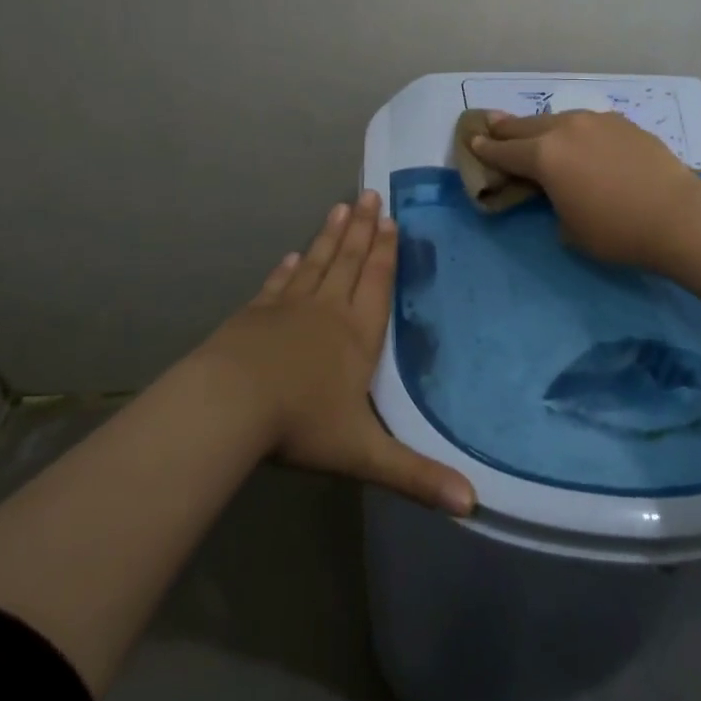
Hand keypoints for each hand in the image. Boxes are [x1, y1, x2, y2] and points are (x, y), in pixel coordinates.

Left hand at [196, 191, 475, 515]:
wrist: (228, 406)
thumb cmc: (300, 424)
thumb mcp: (364, 455)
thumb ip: (416, 476)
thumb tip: (472, 505)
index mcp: (356, 336)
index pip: (377, 284)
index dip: (387, 252)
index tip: (392, 220)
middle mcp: (326, 311)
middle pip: (350, 262)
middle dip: (363, 230)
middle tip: (370, 195)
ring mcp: (287, 309)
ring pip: (316, 264)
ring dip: (331, 236)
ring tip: (340, 208)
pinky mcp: (254, 315)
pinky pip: (279, 284)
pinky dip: (288, 267)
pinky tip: (292, 254)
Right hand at [469, 110, 700, 268]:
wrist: (678, 215)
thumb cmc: (616, 231)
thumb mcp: (569, 228)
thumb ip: (554, 203)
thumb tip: (560, 192)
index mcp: (544, 155)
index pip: (505, 152)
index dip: (486, 149)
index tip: (472, 141)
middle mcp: (566, 129)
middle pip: (527, 126)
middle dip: (507, 127)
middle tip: (491, 123)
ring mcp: (597, 121)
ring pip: (559, 119)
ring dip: (543, 127)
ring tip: (535, 130)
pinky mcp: (624, 123)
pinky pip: (588, 123)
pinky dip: (576, 131)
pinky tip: (581, 139)